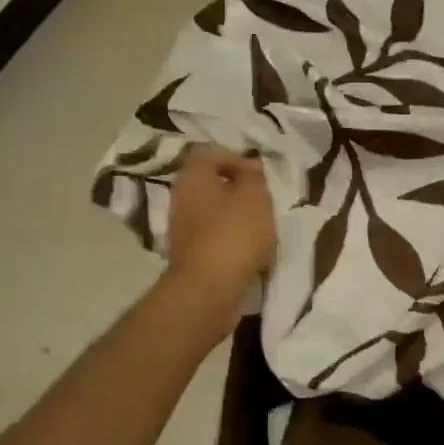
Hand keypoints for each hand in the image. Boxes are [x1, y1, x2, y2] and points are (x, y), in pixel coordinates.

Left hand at [162, 145, 273, 322]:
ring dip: (237, 217)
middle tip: (262, 201)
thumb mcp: (254, 197)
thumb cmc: (233, 235)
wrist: (208, 290)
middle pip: (210, 184)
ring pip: (213, 212)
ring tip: (262, 229)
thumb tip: (249, 167)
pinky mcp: (190, 255)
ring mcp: (182, 230)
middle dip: (238, 190)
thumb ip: (253, 177)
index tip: (258, 175)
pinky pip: (214, 238)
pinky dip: (232, 240)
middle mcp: (181, 199)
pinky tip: (250, 252)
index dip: (234, 158)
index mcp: (192, 178)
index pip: (208, 154)